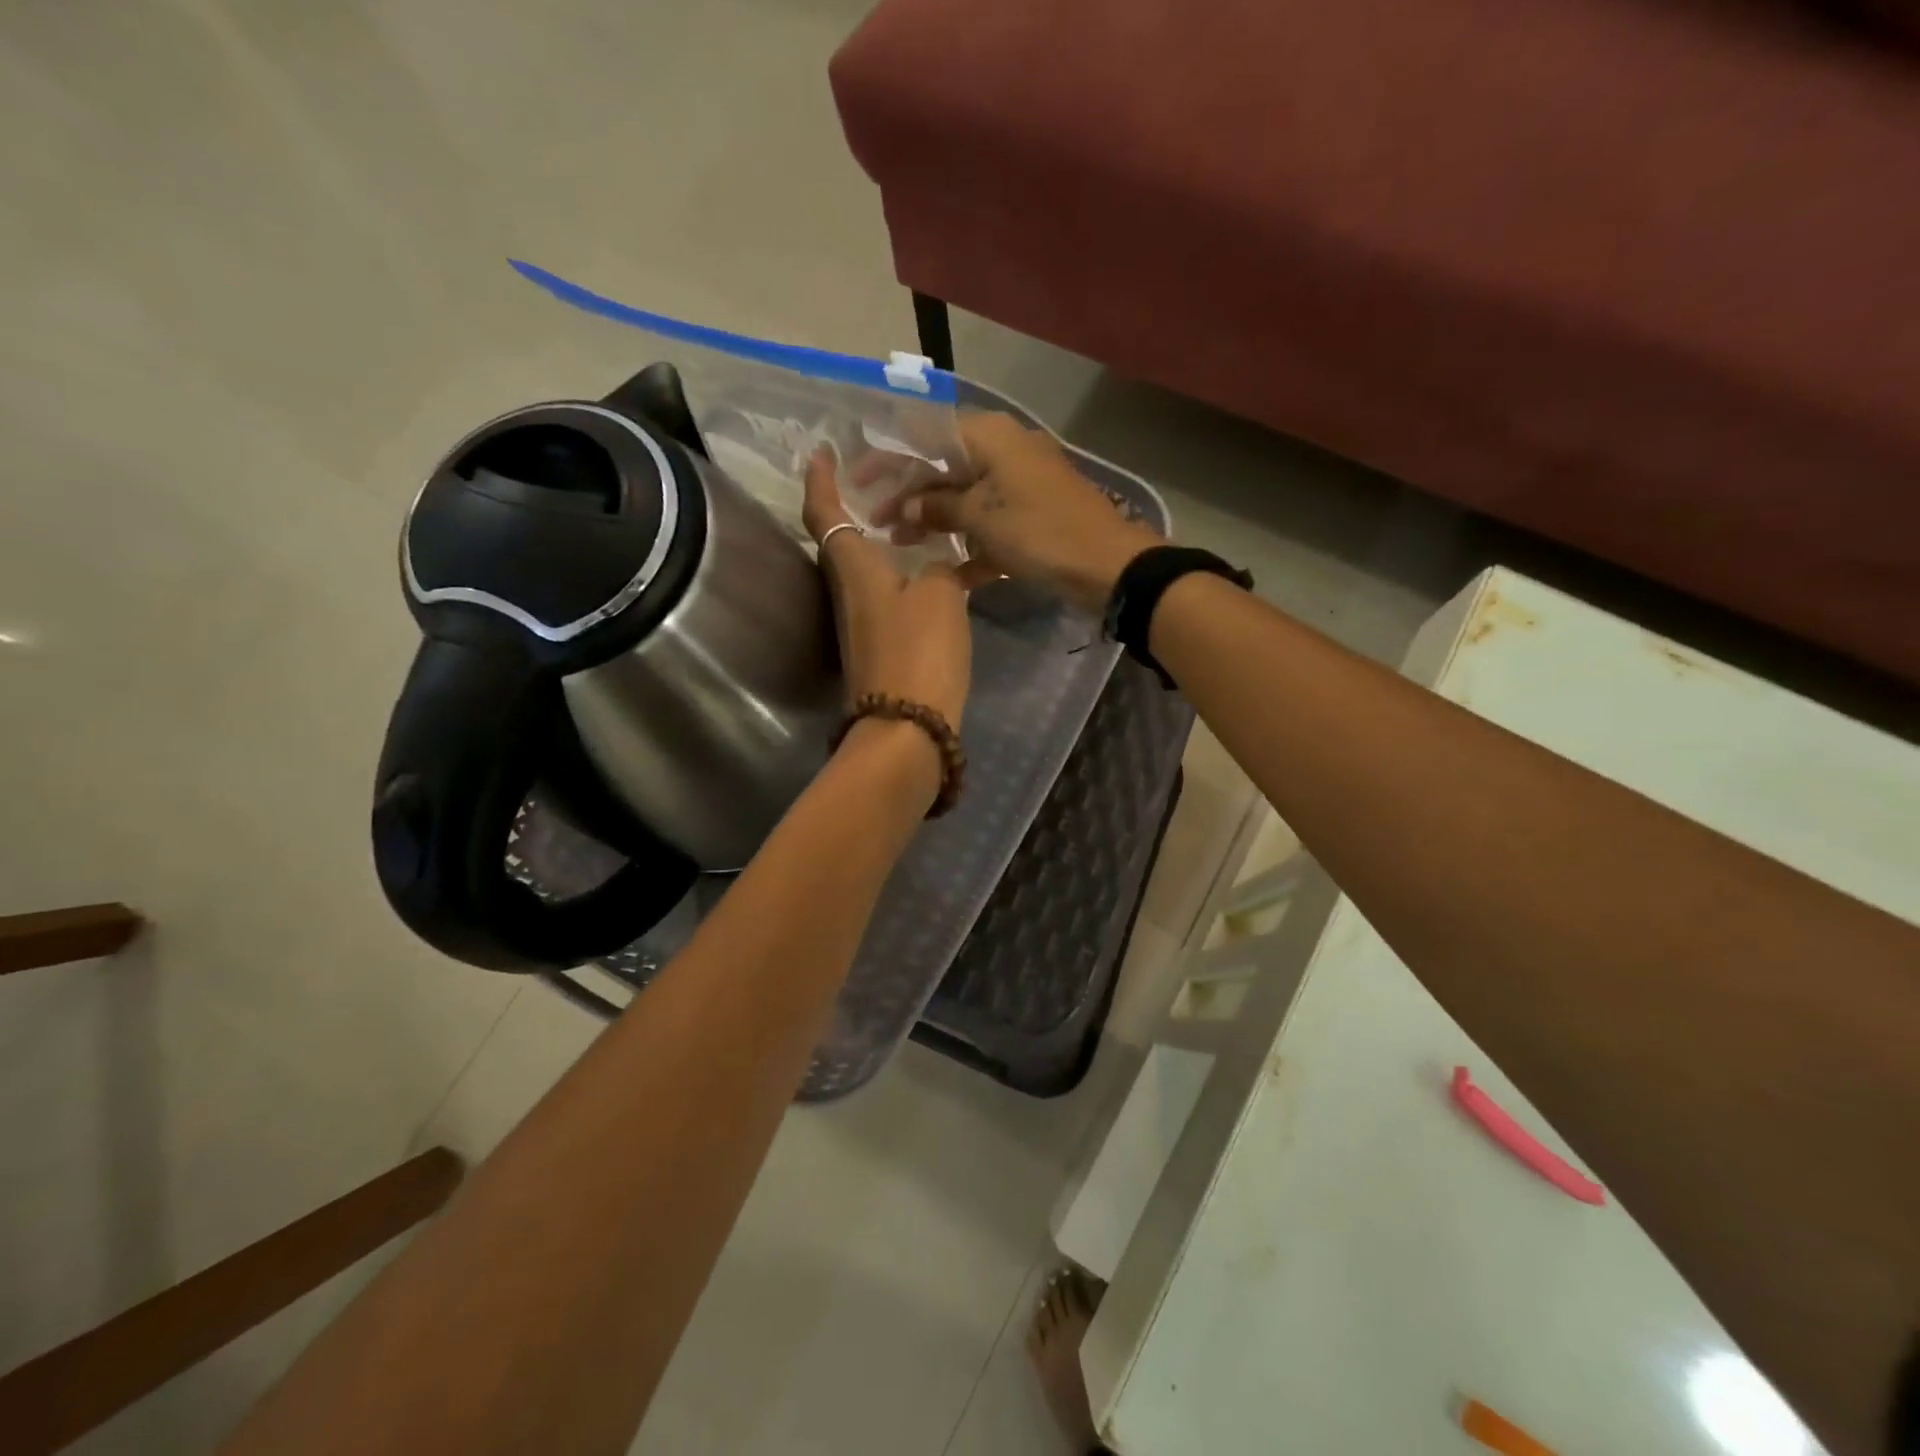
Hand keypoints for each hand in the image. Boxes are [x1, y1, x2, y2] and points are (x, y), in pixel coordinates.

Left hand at [804, 449, 970, 730]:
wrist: (908, 729)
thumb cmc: (918, 650)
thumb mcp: (942, 595)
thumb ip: (943, 569)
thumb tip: (941, 567)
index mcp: (853, 567)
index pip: (824, 512)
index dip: (819, 479)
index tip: (821, 450)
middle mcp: (848, 591)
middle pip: (842, 540)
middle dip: (856, 506)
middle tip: (887, 481)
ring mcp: (862, 623)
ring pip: (868, 568)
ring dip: (885, 541)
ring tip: (919, 519)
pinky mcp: (880, 647)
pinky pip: (889, 595)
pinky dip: (905, 574)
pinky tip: (936, 571)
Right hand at [883, 413, 1162, 613]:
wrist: (1107, 565)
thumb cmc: (1039, 531)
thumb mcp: (981, 517)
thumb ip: (937, 508)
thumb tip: (905, 508)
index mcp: (990, 437)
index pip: (927, 434)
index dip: (891, 456)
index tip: (861, 480)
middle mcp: (1004, 452)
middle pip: (944, 466)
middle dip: (910, 494)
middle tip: (878, 522)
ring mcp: (1020, 486)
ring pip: (965, 497)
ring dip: (935, 521)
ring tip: (902, 545)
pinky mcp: (1032, 517)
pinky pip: (990, 523)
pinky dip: (969, 542)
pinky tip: (946, 568)